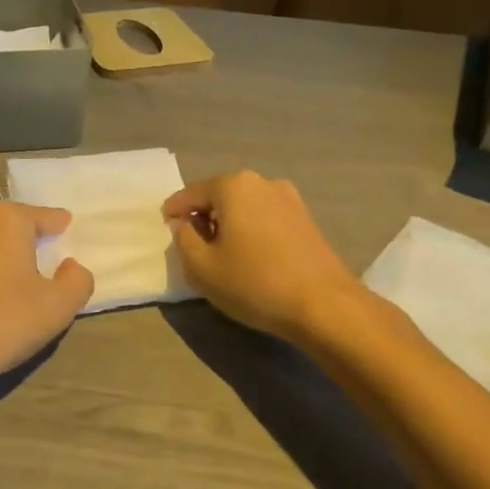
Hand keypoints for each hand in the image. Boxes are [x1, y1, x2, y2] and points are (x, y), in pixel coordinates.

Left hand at [0, 202, 93, 401]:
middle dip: (28, 241)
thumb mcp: (58, 307)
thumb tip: (71, 267)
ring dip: (0, 259)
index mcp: (7, 219)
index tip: (69, 235)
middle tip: (45, 263)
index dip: (61, 228)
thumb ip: (78, 281)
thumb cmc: (3, 322)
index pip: (46, 217)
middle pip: (12, 226)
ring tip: (13, 285)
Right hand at [163, 171, 361, 342]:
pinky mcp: (306, 220)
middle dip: (203, 216)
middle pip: (220, 196)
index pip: (192, 194)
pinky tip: (250, 257)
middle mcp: (262, 183)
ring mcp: (289, 199)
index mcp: (233, 186)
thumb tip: (185, 225)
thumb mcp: (201, 267)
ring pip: (245, 207)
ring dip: (229, 224)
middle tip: (191, 243)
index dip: (174, 210)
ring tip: (221, 253)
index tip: (164, 224)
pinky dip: (251, 231)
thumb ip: (183, 240)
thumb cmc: (255, 282)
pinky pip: (265, 218)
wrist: (325, 305)